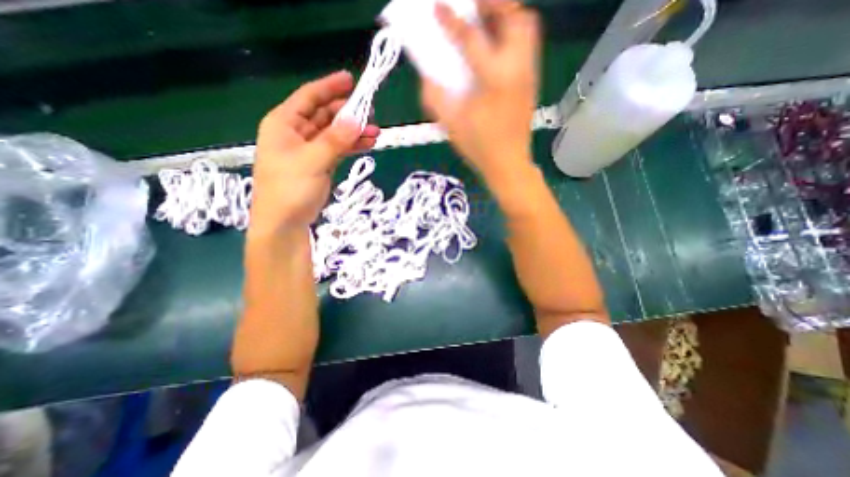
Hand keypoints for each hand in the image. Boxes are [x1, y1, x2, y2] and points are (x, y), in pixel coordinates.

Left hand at [247, 70, 376, 235]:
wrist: (285, 222)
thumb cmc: (290, 188)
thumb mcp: (313, 161)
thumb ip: (335, 140)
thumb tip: (357, 119)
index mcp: (284, 124)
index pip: (309, 97)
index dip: (330, 87)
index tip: (351, 80)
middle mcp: (296, 133)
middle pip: (324, 115)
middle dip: (347, 113)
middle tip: (371, 112)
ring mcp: (309, 150)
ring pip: (334, 134)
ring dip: (354, 132)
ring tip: (376, 131)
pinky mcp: (320, 164)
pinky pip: (338, 149)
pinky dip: (351, 146)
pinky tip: (367, 144)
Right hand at [424, 0, 536, 178]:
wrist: (508, 163)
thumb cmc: (479, 147)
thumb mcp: (451, 124)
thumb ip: (435, 97)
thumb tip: (427, 76)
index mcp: (494, 80)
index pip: (472, 39)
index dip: (452, 21)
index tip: (438, 7)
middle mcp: (517, 69)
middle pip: (515, 16)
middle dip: (493, 2)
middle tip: (472, 7)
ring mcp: (529, 73)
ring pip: (527, 25)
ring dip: (507, 14)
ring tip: (486, 20)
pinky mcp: (533, 81)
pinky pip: (528, 42)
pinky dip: (513, 32)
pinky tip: (496, 45)